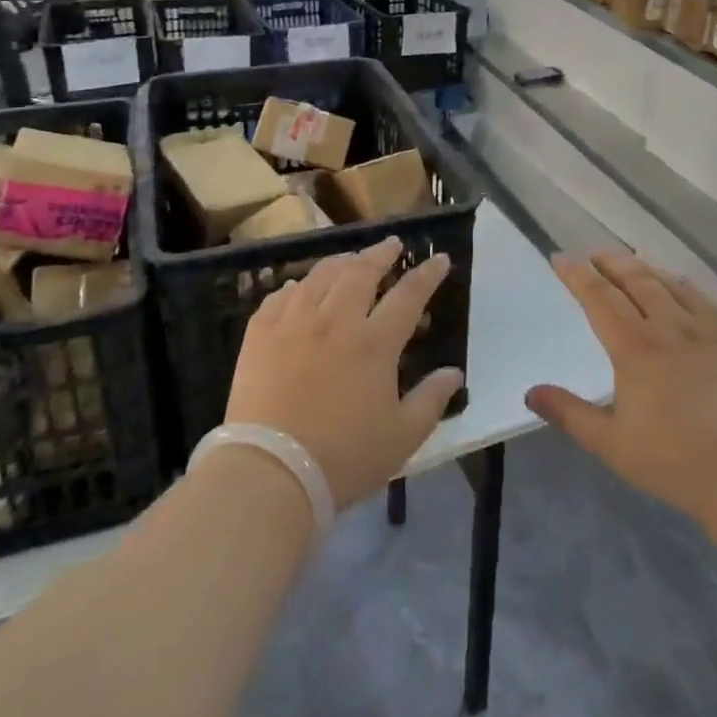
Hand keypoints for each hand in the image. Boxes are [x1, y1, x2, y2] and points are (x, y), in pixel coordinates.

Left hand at [224, 238, 462, 507]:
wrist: (270, 472)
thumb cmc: (344, 458)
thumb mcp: (402, 437)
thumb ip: (431, 400)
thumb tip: (455, 373)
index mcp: (375, 343)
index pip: (408, 295)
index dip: (427, 274)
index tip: (439, 258)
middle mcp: (336, 321)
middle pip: (361, 273)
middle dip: (380, 254)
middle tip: (391, 245)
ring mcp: (294, 323)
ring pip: (320, 277)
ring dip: (340, 262)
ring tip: (350, 259)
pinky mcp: (260, 335)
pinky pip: (279, 297)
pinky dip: (295, 287)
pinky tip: (299, 287)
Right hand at [529, 253, 716, 526]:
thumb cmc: (678, 462)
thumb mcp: (612, 445)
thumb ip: (570, 414)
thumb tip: (530, 393)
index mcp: (634, 348)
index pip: (599, 297)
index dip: (577, 275)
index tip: (560, 258)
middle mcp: (668, 327)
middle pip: (635, 280)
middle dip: (610, 262)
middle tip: (593, 253)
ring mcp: (707, 331)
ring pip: (669, 284)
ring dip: (644, 268)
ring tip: (629, 262)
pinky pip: (703, 300)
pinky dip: (682, 285)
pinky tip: (680, 286)